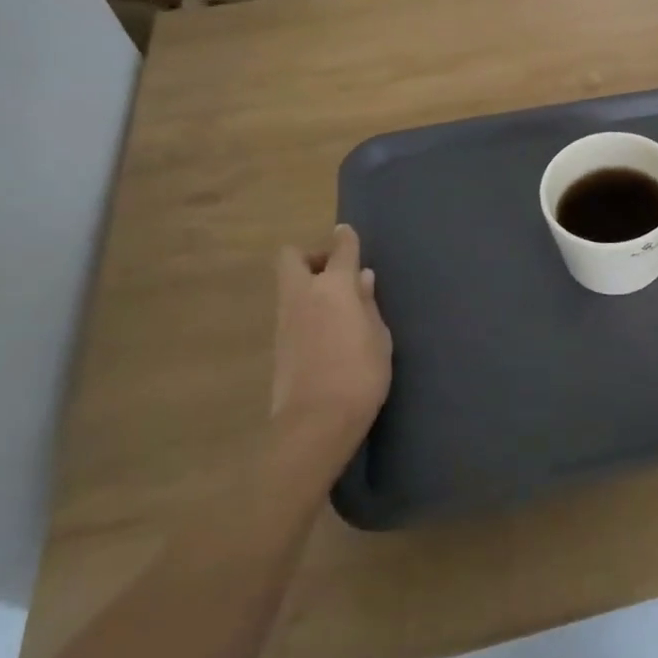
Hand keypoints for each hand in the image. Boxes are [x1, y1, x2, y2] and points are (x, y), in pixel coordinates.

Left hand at [272, 225, 391, 446]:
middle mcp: (303, 295)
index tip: (348, 235)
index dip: (345, 240)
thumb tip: (361, 279)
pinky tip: (328, 330)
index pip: (340, 251)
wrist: (316, 423)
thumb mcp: (378, 337)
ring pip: (289, 285)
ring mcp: (285, 320)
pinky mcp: (278, 344)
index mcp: (334, 288)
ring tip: (338, 306)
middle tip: (337, 274)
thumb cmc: (361, 374)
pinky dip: (306, 309)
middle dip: (312, 257)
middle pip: (292, 258)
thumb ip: (368, 304)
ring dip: (308, 284)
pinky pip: (291, 310)